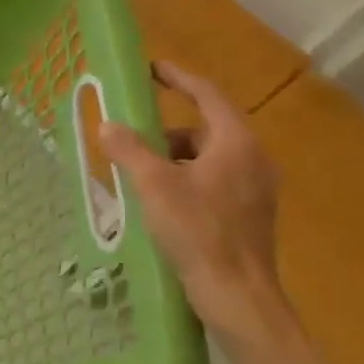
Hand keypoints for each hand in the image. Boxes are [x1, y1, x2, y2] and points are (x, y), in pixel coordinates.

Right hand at [94, 61, 286, 339]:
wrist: (237, 295)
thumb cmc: (198, 232)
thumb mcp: (155, 186)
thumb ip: (130, 150)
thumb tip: (108, 125)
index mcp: (236, 143)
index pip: (207, 95)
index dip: (177, 78)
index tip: (151, 68)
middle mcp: (253, 159)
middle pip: (204, 131)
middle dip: (165, 134)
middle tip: (131, 145)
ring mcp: (255, 189)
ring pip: (207, 160)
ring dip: (172, 162)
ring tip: (140, 183)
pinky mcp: (249, 215)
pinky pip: (213, 183)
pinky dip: (185, 182)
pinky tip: (161, 207)